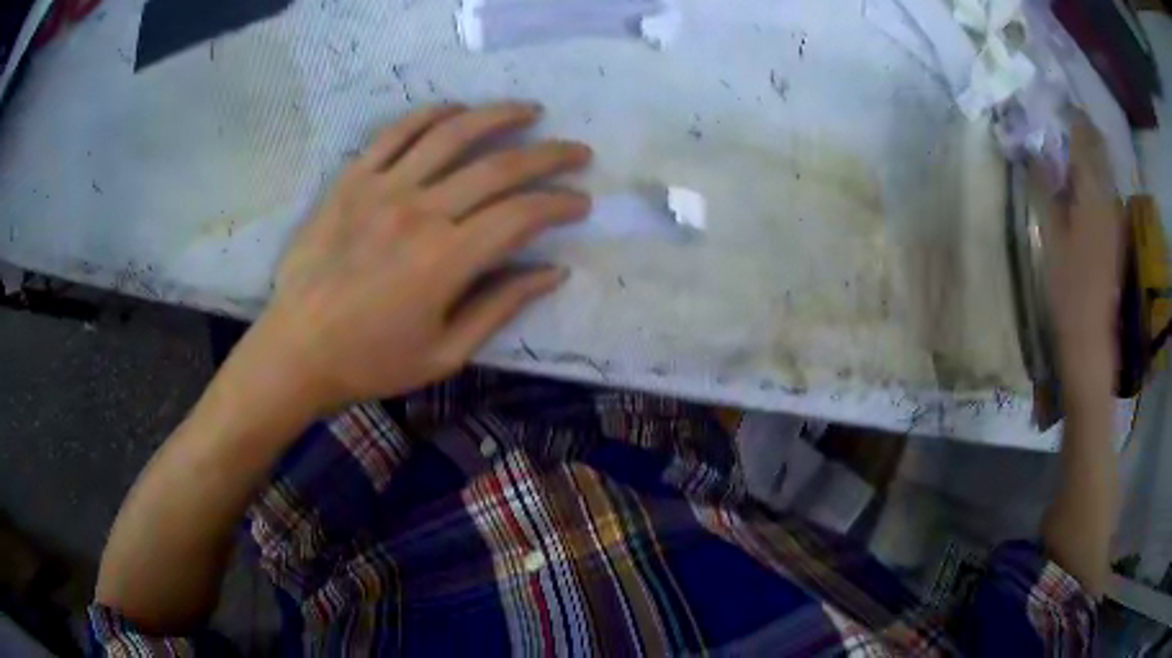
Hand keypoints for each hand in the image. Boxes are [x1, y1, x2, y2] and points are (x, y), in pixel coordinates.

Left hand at [247, 102, 592, 413]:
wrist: (297, 349)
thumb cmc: (371, 361)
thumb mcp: (445, 353)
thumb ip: (500, 307)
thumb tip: (553, 272)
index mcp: (447, 260)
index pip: (521, 215)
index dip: (559, 204)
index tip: (582, 202)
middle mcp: (421, 211)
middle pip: (498, 167)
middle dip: (549, 155)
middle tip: (577, 151)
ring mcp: (383, 189)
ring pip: (451, 135)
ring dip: (498, 116)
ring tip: (528, 111)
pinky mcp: (353, 180)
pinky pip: (396, 134)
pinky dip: (430, 115)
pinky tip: (455, 109)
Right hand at [1042, 112, 1123, 398]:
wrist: (1090, 336)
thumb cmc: (1067, 287)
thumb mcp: (1049, 233)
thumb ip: (1044, 186)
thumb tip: (1034, 149)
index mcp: (1092, 191)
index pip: (1084, 134)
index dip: (1067, 113)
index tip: (1047, 104)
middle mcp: (1108, 195)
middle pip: (1097, 145)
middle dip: (1077, 128)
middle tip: (1052, 123)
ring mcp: (1114, 213)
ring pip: (1102, 165)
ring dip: (1084, 150)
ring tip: (1061, 148)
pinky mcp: (1114, 230)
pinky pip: (1104, 186)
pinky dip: (1091, 173)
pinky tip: (1076, 182)